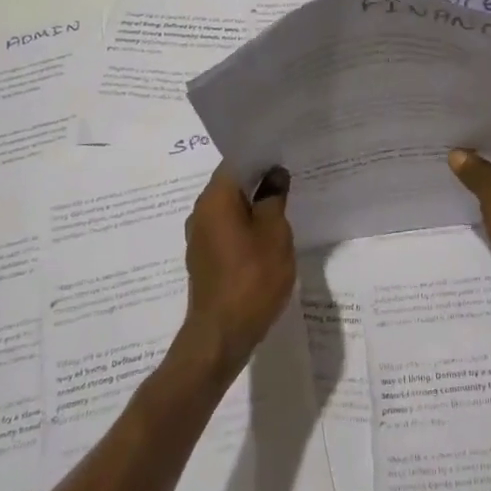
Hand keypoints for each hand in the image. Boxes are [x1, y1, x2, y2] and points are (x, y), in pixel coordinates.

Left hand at [178, 163, 295, 379]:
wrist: (221, 335)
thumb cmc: (252, 278)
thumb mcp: (274, 234)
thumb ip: (274, 199)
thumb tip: (274, 175)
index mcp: (215, 199)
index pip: (236, 162)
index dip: (261, 156)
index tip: (285, 155)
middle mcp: (201, 212)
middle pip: (231, 184)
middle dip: (259, 180)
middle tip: (290, 178)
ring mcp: (200, 237)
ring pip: (229, 209)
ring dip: (253, 205)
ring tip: (283, 206)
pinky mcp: (204, 259)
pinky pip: (226, 230)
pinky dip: (245, 226)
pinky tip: (267, 236)